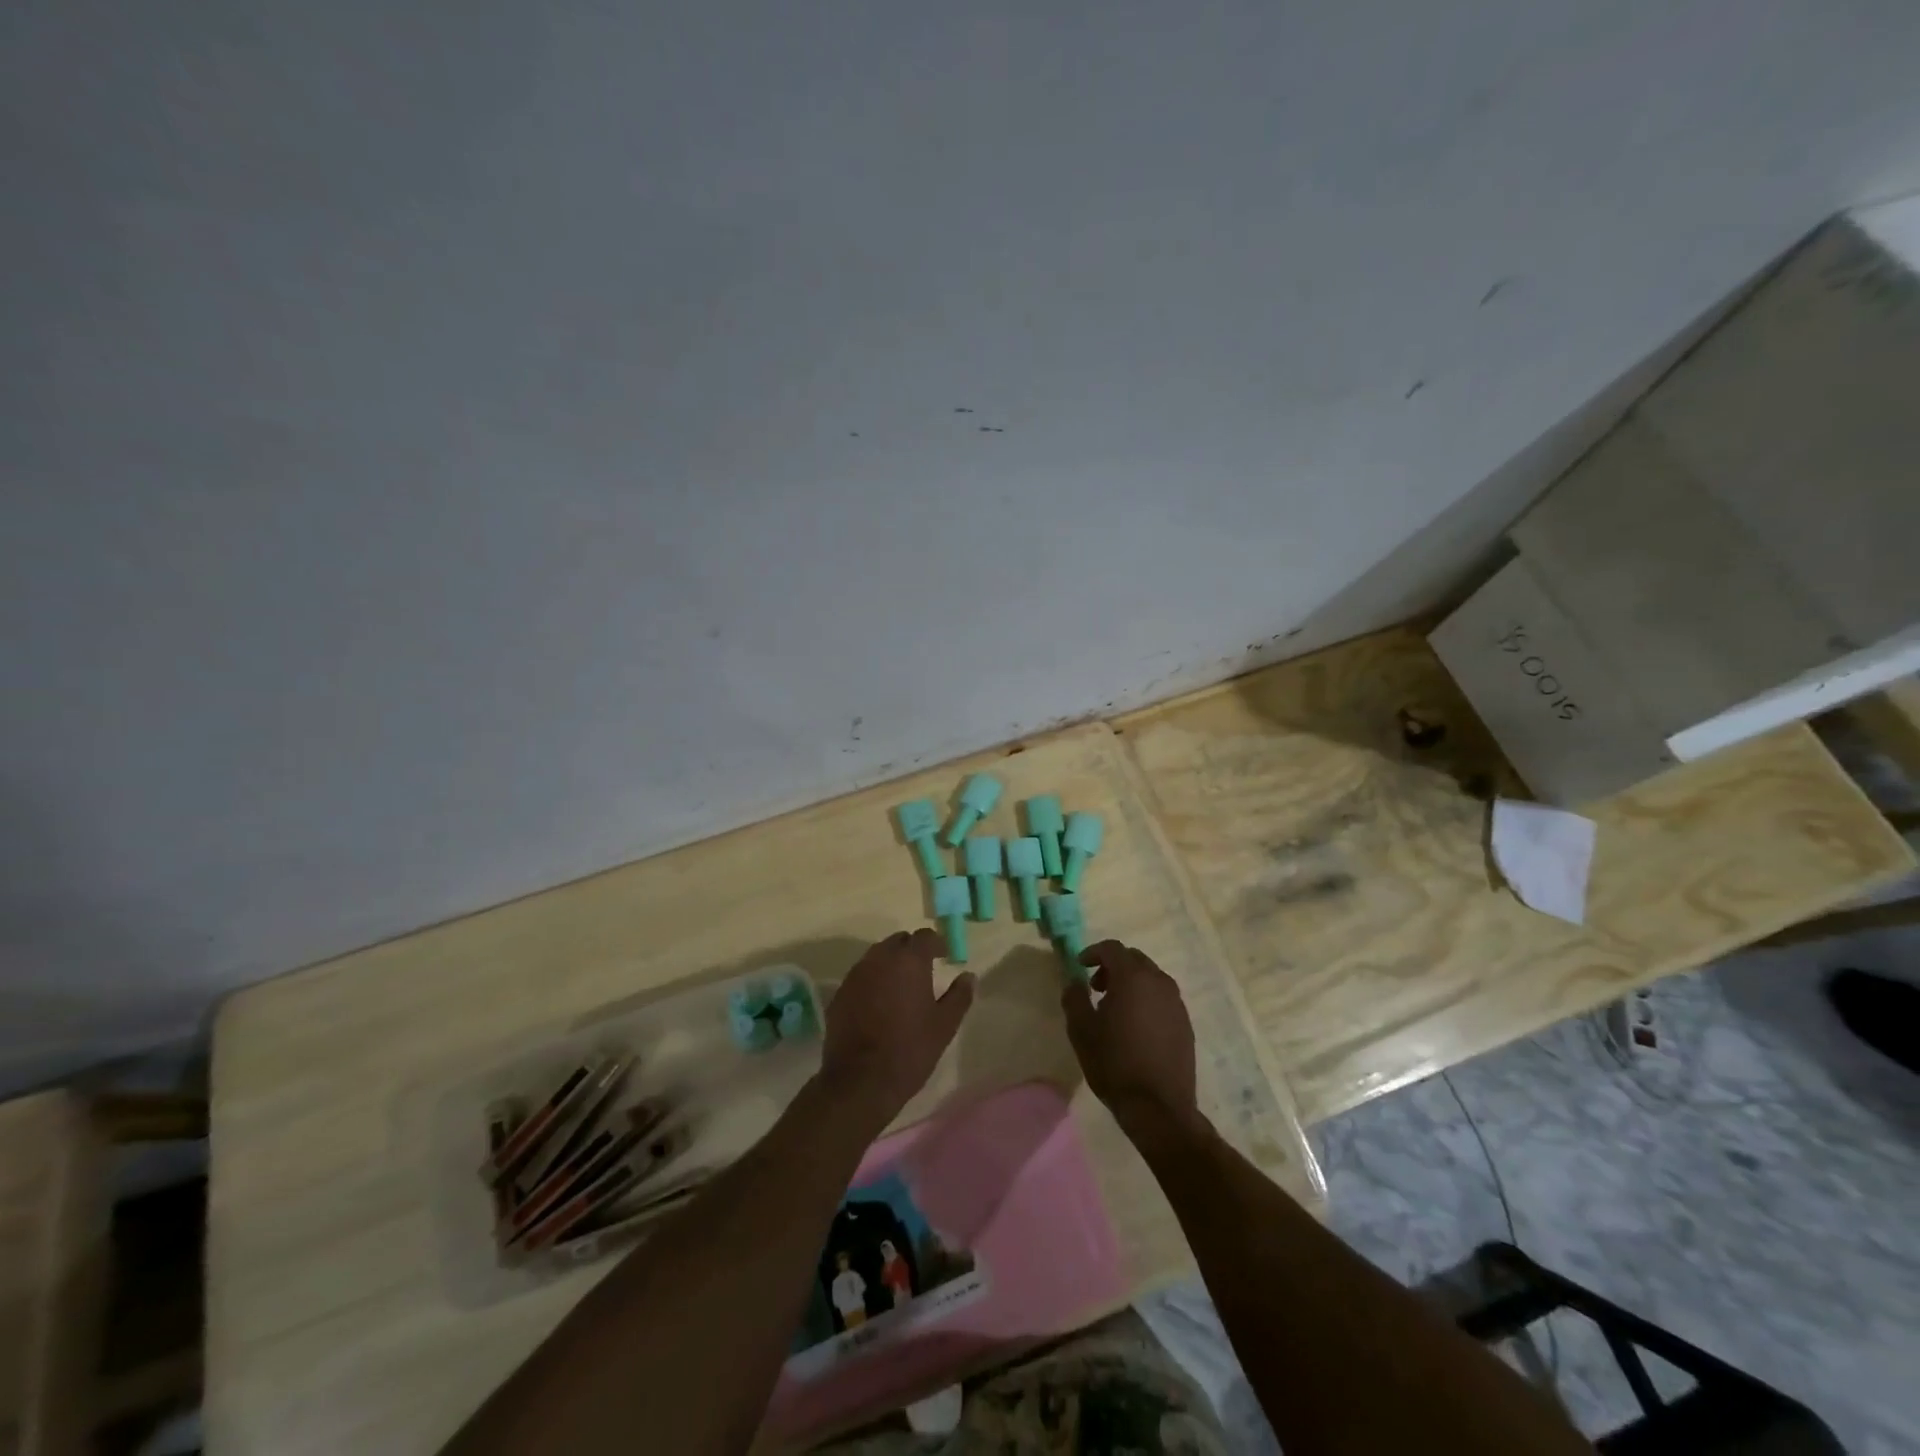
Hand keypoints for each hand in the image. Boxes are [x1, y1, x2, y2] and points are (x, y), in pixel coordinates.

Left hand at [821, 929, 974, 1125]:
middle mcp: (879, 959)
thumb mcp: (944, 1025)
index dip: (936, 943)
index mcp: (909, 961)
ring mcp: (856, 975)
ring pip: (877, 957)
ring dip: (891, 964)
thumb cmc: (910, 1049)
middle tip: (924, 970)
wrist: (860, 1080)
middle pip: (898, 942)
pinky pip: (861, 976)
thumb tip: (968, 976)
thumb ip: (959, 996)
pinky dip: (873, 981)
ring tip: (902, 987)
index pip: (924, 937)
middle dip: (912, 950)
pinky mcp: (839, 994)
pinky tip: (879, 1003)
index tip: (944, 956)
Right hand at [1062, 941, 1202, 1138]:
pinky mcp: (1185, 1023)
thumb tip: (1074, 981)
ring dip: (1131, 982)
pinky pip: (1162, 998)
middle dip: (1113, 966)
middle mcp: (1159, 982)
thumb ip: (1074, 998)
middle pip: (1134, 959)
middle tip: (1095, 987)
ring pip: (1151, 978)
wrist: (1158, 1107)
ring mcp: (1176, 1003)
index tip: (1080, 966)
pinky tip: (1135, 1026)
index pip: (1113, 948)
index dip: (1093, 952)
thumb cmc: (1114, 1064)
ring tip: (1114, 1008)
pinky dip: (1146, 999)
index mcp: (1133, 978)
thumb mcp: (1082, 1030)